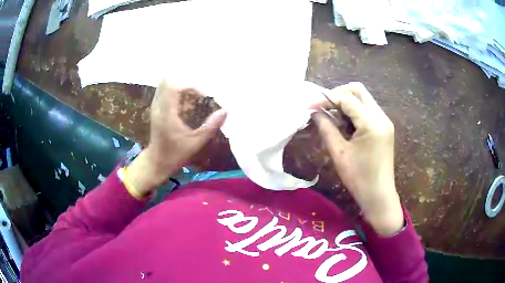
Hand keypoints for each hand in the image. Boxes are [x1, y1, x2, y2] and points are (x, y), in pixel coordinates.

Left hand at [127, 79, 226, 196]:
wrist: (156, 161)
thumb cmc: (175, 154)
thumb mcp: (195, 143)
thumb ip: (210, 126)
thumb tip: (225, 111)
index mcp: (166, 113)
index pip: (174, 86)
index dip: (191, 86)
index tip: (204, 95)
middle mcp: (158, 106)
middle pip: (171, 83)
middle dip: (188, 87)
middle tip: (201, 96)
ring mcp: (156, 107)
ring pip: (168, 87)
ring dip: (183, 90)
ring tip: (196, 100)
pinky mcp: (156, 109)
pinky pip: (167, 94)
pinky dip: (178, 95)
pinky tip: (188, 106)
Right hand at [311, 82, 402, 235]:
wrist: (379, 196)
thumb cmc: (359, 178)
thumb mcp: (339, 153)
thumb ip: (326, 128)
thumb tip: (314, 112)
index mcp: (372, 122)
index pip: (347, 98)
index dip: (326, 98)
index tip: (310, 106)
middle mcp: (381, 116)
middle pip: (358, 91)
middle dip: (338, 94)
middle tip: (323, 106)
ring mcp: (384, 121)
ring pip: (363, 99)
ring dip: (346, 103)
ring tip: (331, 118)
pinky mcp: (384, 128)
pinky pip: (367, 111)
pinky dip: (353, 112)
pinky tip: (344, 125)